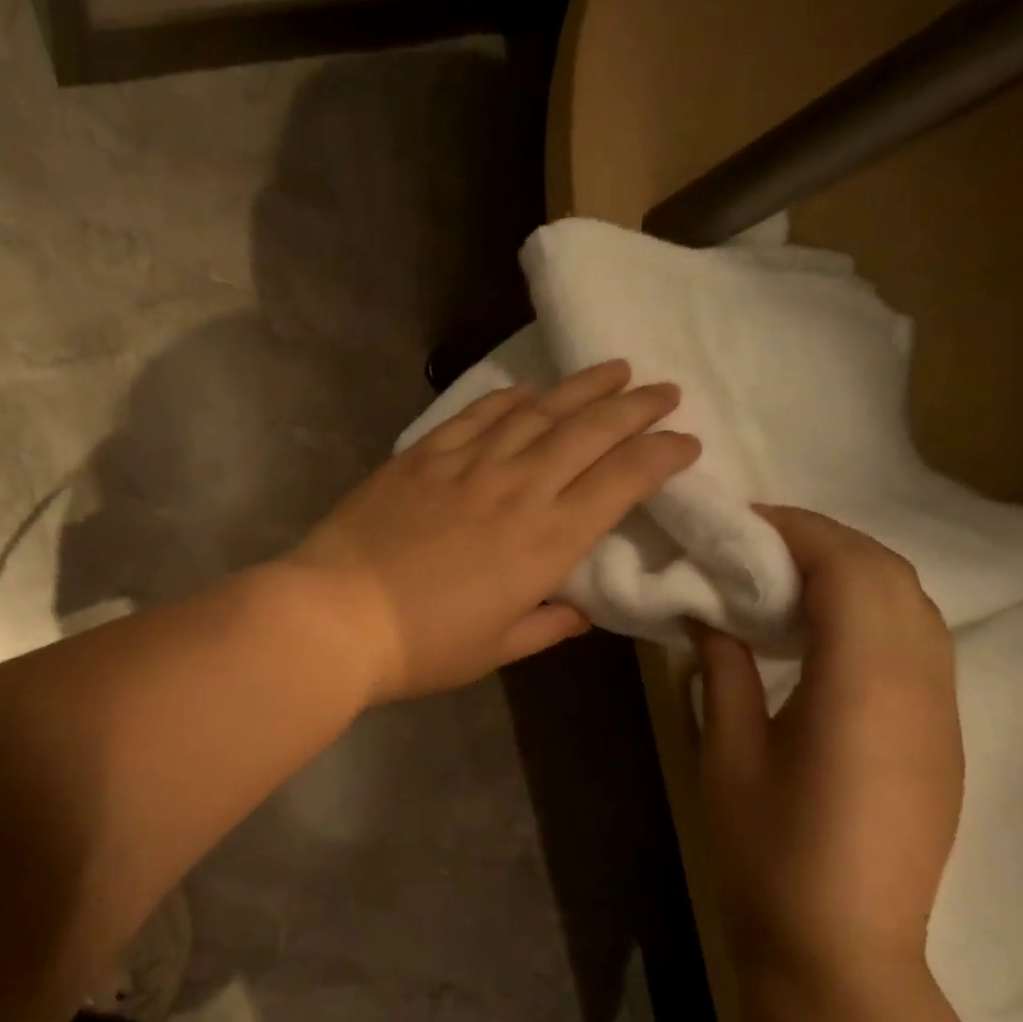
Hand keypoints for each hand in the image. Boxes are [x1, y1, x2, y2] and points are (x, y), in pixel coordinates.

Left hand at [286, 360, 698, 701]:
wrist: (337, 616)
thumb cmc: (421, 647)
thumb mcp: (494, 650)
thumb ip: (545, 627)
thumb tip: (579, 613)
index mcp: (547, 542)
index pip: (623, 481)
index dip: (663, 454)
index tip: (686, 442)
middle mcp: (517, 490)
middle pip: (589, 432)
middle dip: (635, 407)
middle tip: (663, 390)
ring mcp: (466, 466)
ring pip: (538, 412)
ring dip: (581, 388)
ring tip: (612, 371)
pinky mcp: (421, 457)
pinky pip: (475, 416)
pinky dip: (507, 399)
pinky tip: (526, 391)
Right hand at [696, 506, 962, 989]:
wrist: (839, 946)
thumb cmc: (766, 848)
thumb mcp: (727, 753)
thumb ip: (721, 671)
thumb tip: (708, 616)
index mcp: (862, 686)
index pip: (848, 571)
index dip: (797, 532)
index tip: (741, 521)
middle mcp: (920, 686)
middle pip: (892, 577)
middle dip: (826, 542)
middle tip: (754, 543)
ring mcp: (940, 713)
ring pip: (914, 607)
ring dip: (853, 573)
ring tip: (782, 578)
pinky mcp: (940, 738)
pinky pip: (919, 644)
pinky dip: (872, 612)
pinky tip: (818, 633)